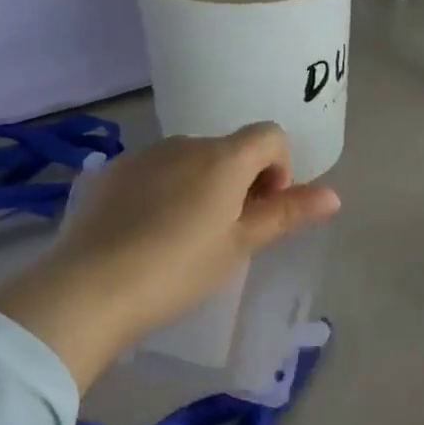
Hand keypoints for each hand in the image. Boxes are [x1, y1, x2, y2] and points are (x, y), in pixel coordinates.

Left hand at [0, 125, 339, 388]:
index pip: (271, 136)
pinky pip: (154, 171)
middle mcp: (185, 143)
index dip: (280, 168)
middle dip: (241, 181)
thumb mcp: (240, 245)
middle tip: (229, 232)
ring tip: (185, 236)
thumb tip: (334, 195)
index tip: (264, 209)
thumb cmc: (180, 268)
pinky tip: (147, 232)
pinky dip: (165, 190)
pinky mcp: (110, 173)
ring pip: (190, 160)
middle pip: (230, 149)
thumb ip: (287, 214)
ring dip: (202, 185)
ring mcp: (143, 155)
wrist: (89, 288)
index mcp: (223, 157)